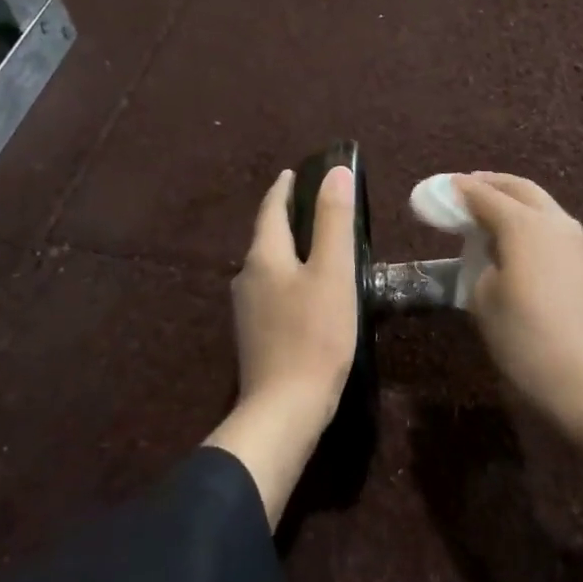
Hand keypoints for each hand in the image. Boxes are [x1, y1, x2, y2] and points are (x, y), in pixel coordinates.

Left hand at [206, 166, 357, 526]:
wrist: (285, 409)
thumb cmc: (315, 335)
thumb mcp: (333, 272)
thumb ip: (334, 221)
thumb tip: (335, 172)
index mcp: (264, 257)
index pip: (270, 210)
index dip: (283, 189)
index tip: (293, 173)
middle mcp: (247, 278)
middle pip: (266, 238)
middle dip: (285, 218)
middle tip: (312, 205)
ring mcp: (247, 310)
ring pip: (268, 267)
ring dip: (287, 250)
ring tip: (314, 245)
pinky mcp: (255, 336)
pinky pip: (271, 292)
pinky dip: (288, 279)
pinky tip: (306, 291)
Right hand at [453, 173, 582, 462]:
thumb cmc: (527, 341)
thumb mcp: (484, 302)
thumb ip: (479, 264)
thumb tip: (486, 252)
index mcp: (524, 226)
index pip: (483, 195)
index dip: (457, 190)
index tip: (436, 188)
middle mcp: (553, 221)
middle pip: (519, 188)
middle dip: (489, 183)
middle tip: (462, 190)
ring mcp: (575, 241)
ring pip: (540, 204)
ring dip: (511, 200)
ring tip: (483, 211)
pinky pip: (550, 225)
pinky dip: (527, 220)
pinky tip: (510, 238)